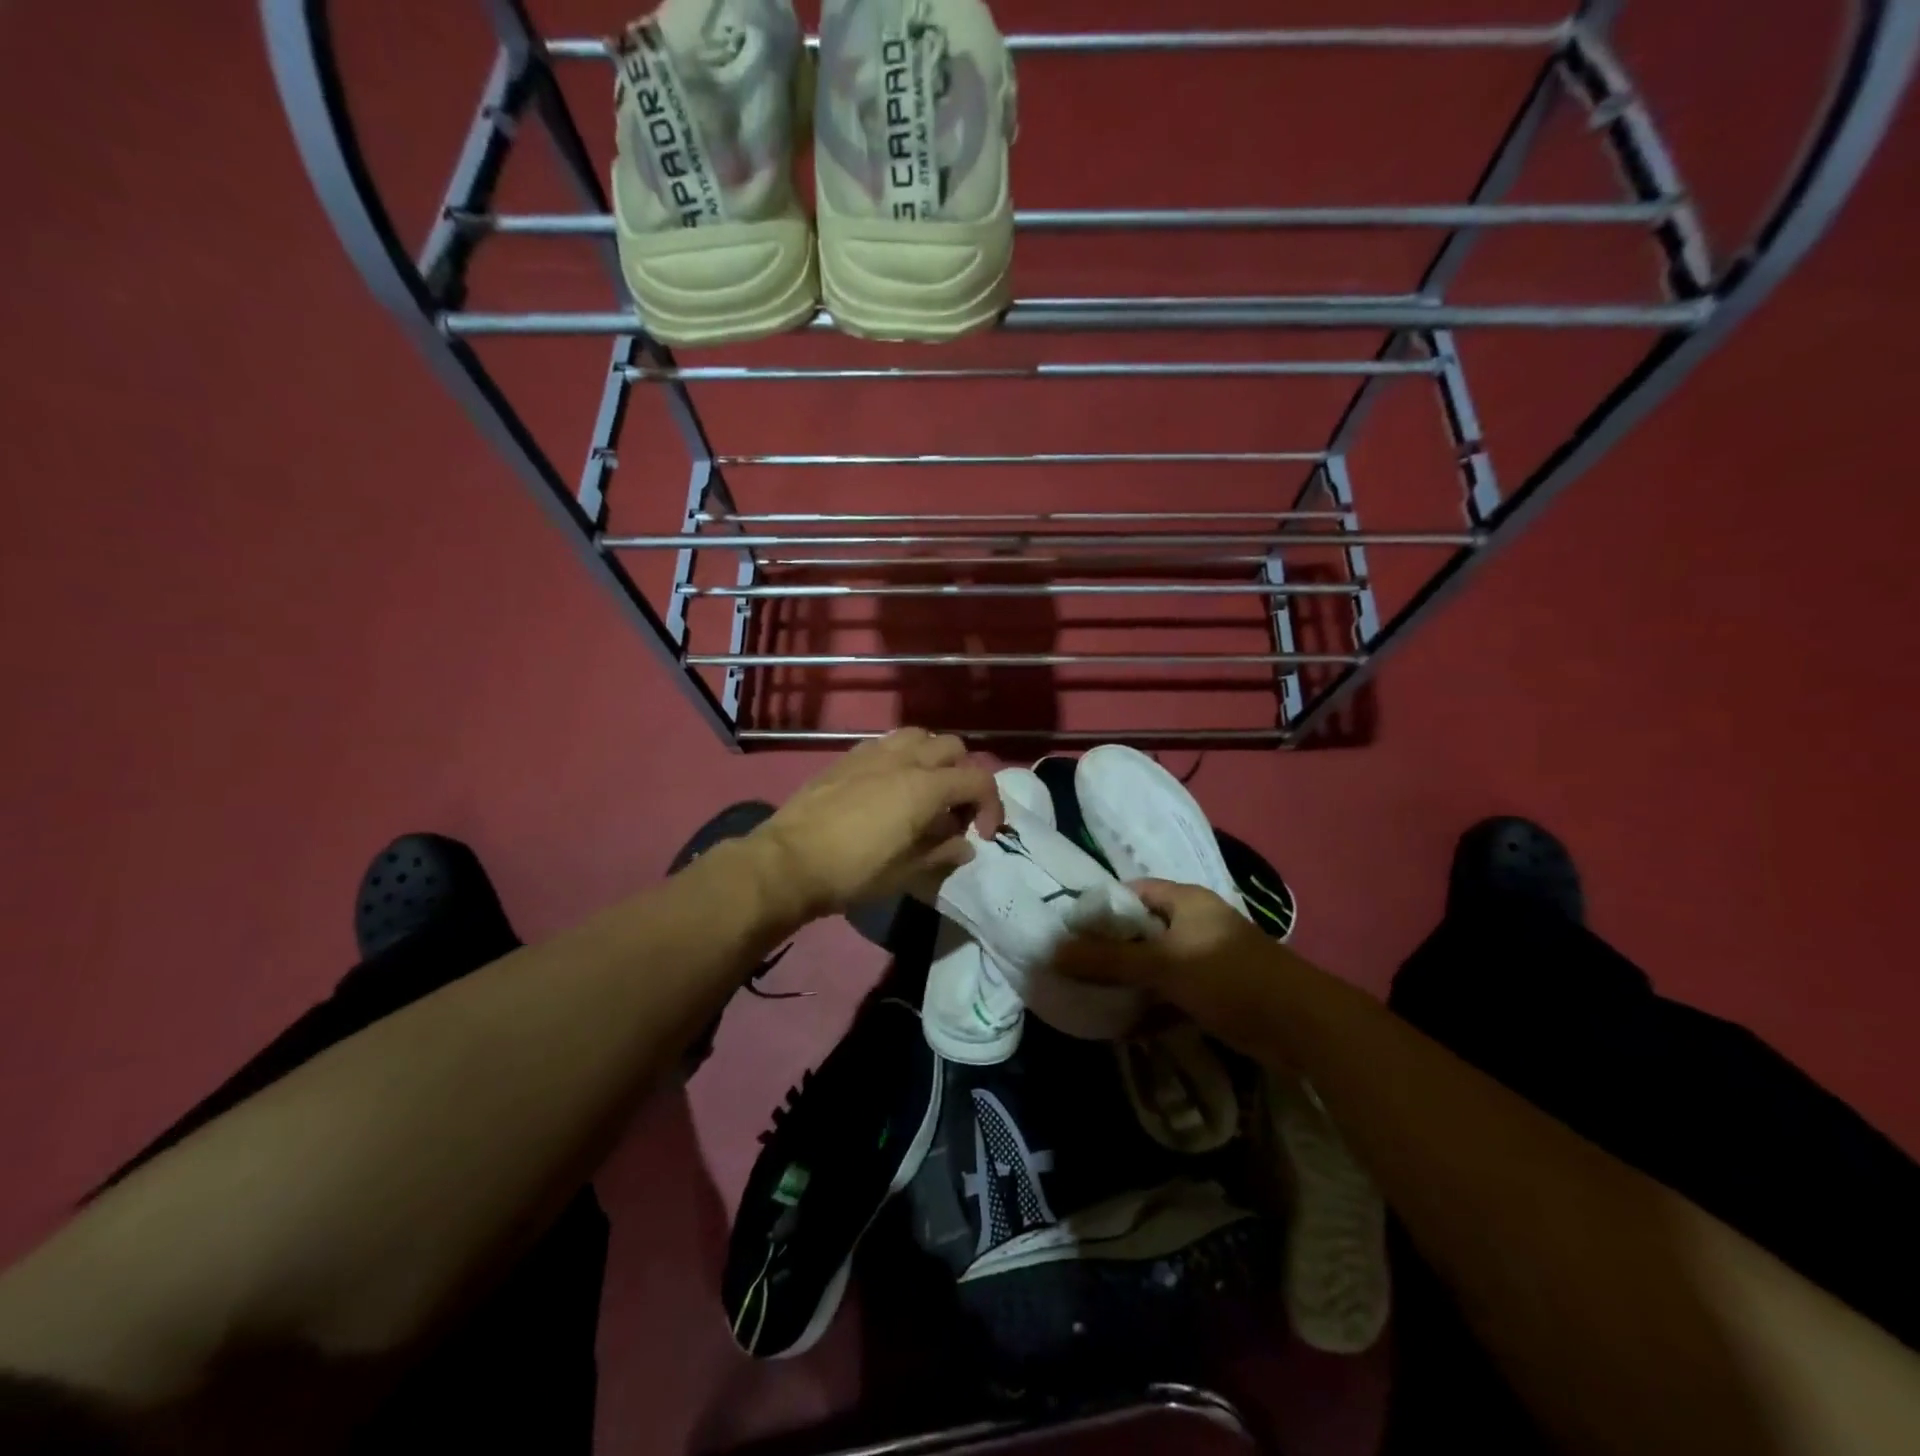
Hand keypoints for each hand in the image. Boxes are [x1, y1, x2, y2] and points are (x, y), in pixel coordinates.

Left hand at [750, 729, 1003, 921]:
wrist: (788, 861)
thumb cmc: (852, 872)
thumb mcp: (906, 873)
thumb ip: (942, 852)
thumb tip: (964, 845)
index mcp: (925, 787)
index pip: (978, 780)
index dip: (991, 806)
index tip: (983, 834)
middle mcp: (904, 759)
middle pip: (953, 747)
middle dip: (965, 775)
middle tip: (955, 809)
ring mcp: (873, 753)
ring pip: (919, 735)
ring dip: (933, 757)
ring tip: (926, 788)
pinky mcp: (848, 757)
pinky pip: (887, 742)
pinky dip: (903, 755)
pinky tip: (891, 784)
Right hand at [1050, 879, 1288, 1054]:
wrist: (1299, 1024)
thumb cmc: (1226, 976)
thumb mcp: (1162, 964)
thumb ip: (1108, 960)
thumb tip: (1054, 952)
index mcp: (1185, 900)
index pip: (1131, 891)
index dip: (1101, 907)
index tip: (1070, 929)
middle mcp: (1195, 922)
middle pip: (1141, 928)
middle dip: (1110, 948)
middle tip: (1075, 965)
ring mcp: (1206, 957)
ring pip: (1156, 963)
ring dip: (1129, 979)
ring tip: (1092, 994)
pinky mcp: (1215, 990)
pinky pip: (1172, 990)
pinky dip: (1151, 1003)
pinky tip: (1125, 1022)